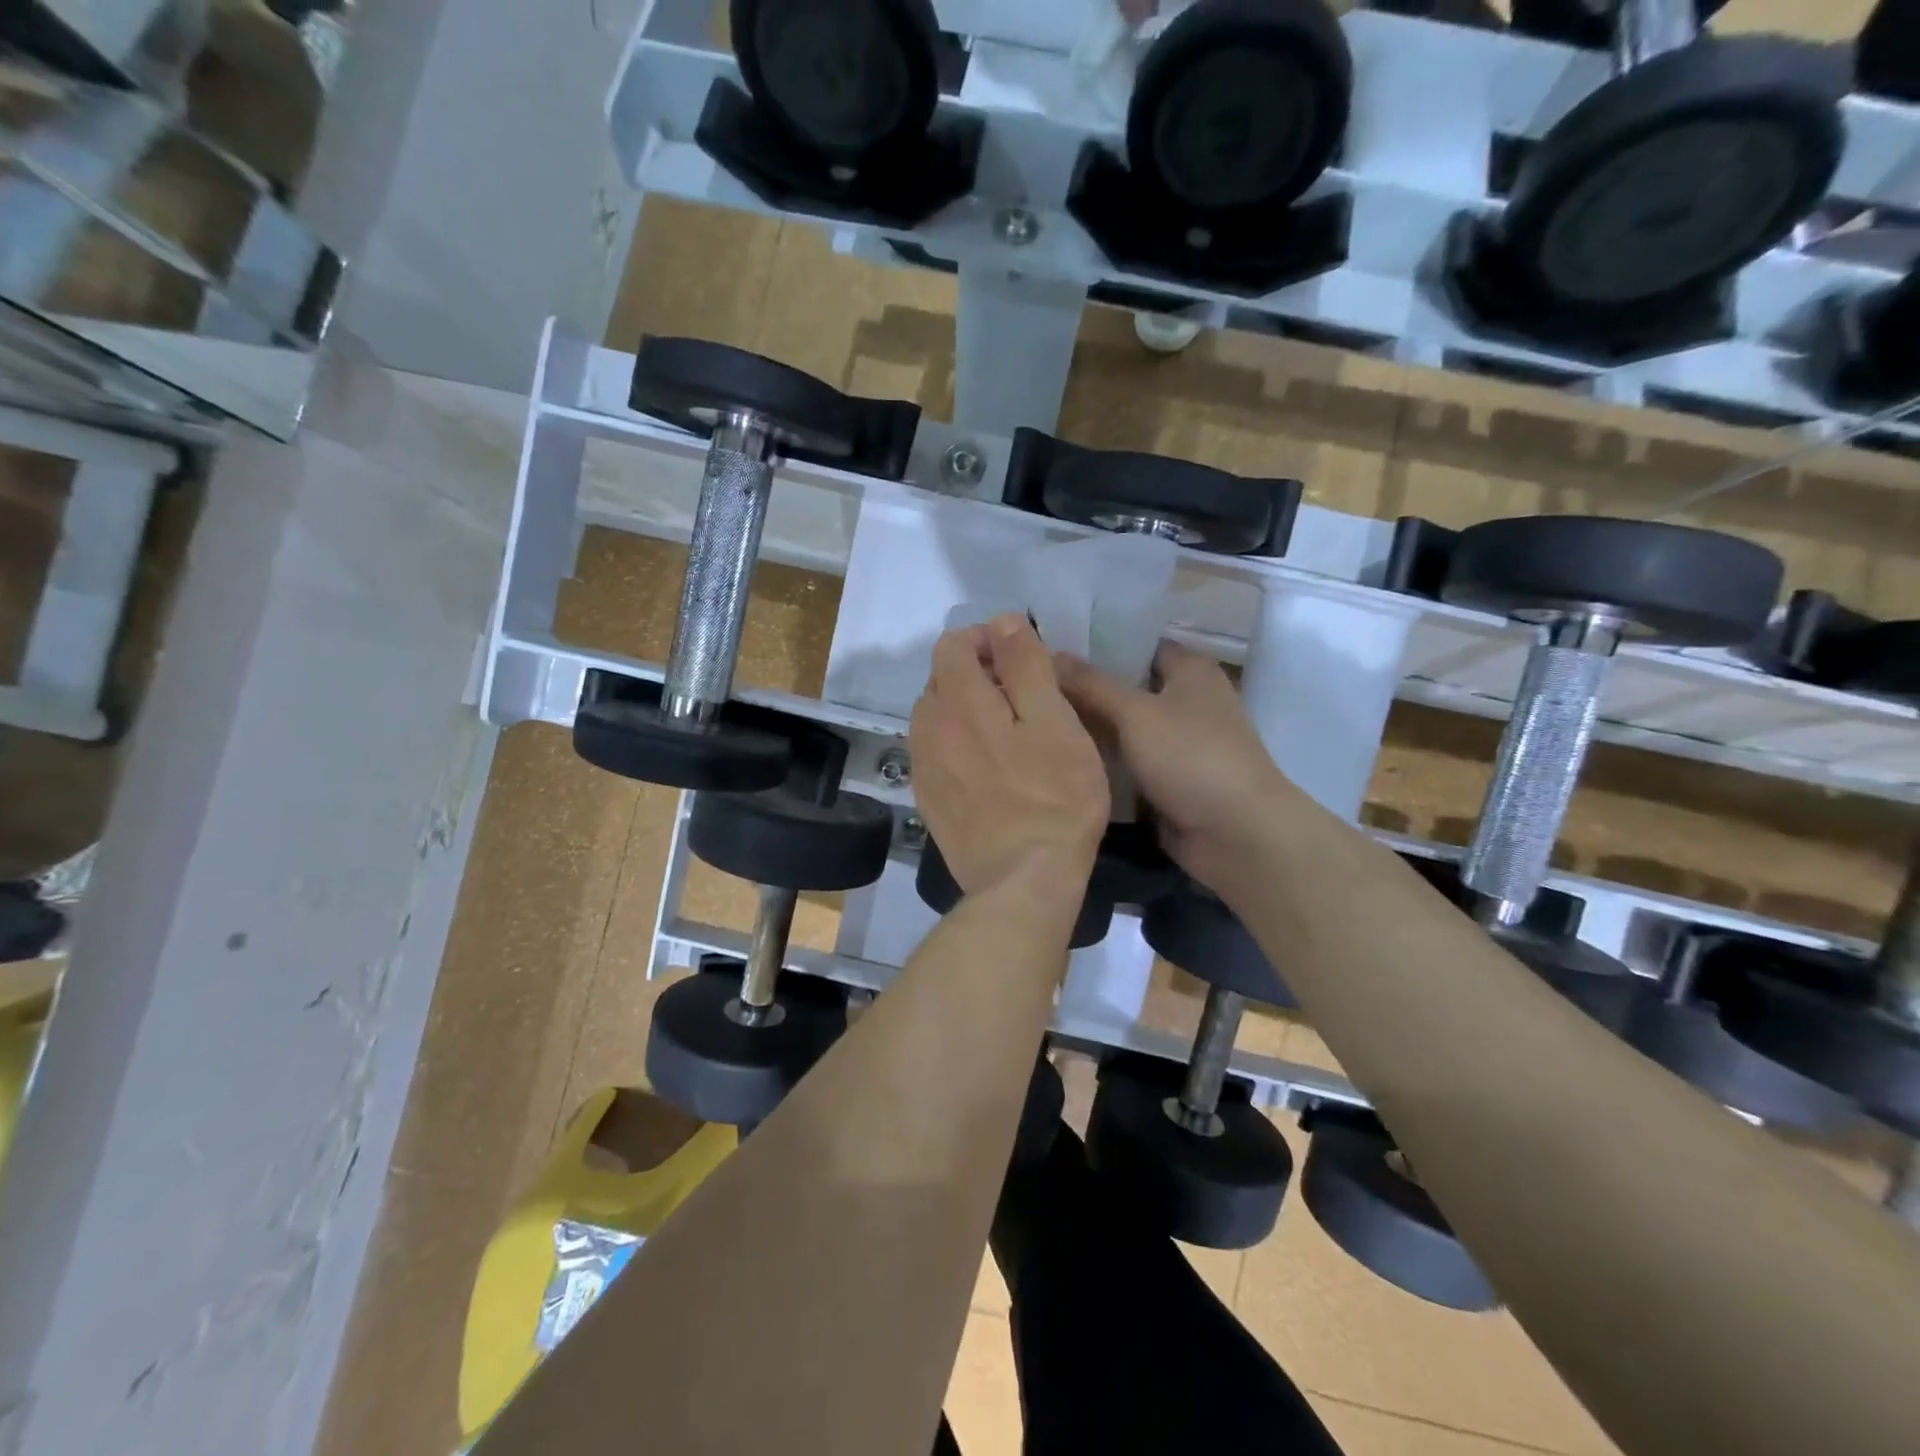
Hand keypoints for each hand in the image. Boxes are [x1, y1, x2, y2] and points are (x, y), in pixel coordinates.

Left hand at [910, 616, 1109, 897]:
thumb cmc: (1054, 798)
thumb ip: (1025, 666)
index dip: (985, 640)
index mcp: (958, 702)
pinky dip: (955, 743)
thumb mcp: (1055, 722)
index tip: (1020, 659)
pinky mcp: (928, 799)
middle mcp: (928, 729)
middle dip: (975, 673)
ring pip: (935, 716)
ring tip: (1004, 731)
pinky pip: (934, 752)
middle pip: (940, 679)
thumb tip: (1002, 622)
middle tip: (1019, 697)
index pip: (952, 645)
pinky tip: (986, 766)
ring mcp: (924, 767)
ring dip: (963, 709)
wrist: (1023, 881)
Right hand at [1055, 642, 1298, 898]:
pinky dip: (1102, 762)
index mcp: (1190, 670)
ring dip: (1089, 729)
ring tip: (1032, 717)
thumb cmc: (1192, 757)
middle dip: (1084, 689)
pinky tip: (1057, 757)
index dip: (1097, 643)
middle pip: (1126, 687)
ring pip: (1123, 728)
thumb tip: (1050, 654)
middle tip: (1028, 685)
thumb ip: (1091, 685)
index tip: (1049, 646)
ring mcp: (1178, 743)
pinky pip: (1127, 763)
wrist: (1237, 834)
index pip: (1137, 644)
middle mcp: (1186, 700)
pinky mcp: (1168, 780)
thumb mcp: (1136, 713)